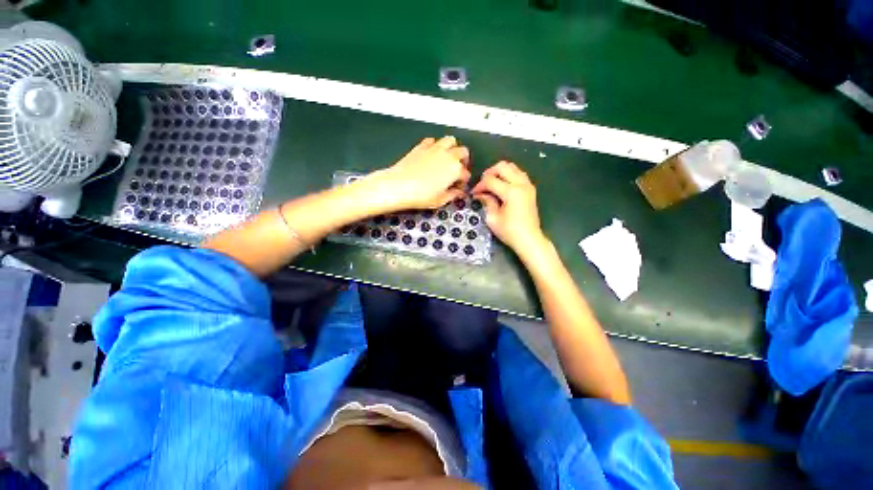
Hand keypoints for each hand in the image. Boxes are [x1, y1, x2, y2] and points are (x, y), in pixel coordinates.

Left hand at [368, 137, 470, 211]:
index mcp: (455, 169)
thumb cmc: (421, 196)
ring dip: (452, 148)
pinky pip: (433, 140)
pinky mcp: (422, 146)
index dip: (463, 182)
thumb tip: (458, 193)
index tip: (458, 188)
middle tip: (457, 171)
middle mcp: (448, 155)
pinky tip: (432, 154)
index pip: (466, 174)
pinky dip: (435, 145)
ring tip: (447, 158)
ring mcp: (435, 148)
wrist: (399, 186)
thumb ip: (452, 195)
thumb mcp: (440, 200)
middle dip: (463, 161)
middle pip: (463, 152)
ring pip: (450, 140)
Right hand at [471, 161, 546, 252]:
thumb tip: (481, 194)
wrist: (529, 239)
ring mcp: (528, 185)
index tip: (474, 194)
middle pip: (503, 166)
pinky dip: (509, 175)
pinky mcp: (530, 189)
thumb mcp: (493, 218)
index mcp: (511, 192)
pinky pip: (519, 173)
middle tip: (482, 184)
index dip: (479, 185)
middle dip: (489, 173)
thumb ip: (487, 202)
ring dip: (500, 172)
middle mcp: (521, 184)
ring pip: (512, 167)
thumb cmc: (509, 231)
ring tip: (491, 184)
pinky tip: (502, 186)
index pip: (491, 180)